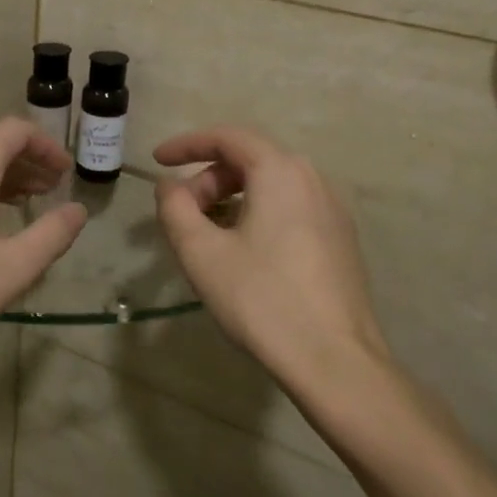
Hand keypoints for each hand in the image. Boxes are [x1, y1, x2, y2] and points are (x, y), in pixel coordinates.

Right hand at [154, 127, 390, 389]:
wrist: (333, 358)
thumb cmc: (261, 298)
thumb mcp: (201, 253)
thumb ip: (175, 209)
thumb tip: (169, 186)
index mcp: (281, 172)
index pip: (228, 138)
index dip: (187, 144)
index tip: (157, 161)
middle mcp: (313, 180)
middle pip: (250, 161)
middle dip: (207, 179)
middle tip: (179, 213)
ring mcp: (332, 210)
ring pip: (271, 186)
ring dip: (230, 198)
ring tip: (204, 234)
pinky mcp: (340, 240)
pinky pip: (289, 208)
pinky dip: (256, 214)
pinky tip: (241, 250)